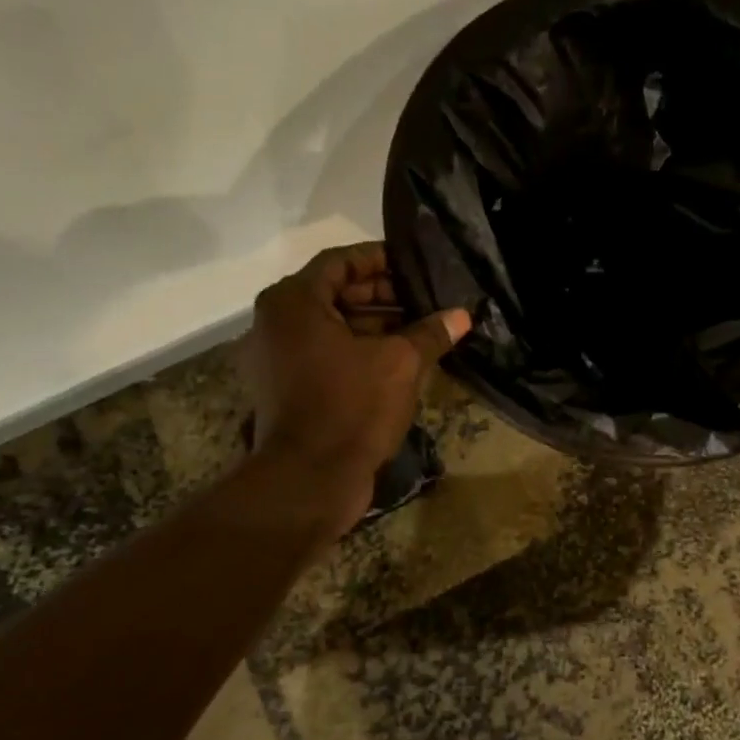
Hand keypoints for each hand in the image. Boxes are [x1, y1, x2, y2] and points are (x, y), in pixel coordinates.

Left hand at [247, 243, 469, 533]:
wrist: (310, 480)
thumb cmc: (351, 407)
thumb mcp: (400, 363)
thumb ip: (430, 332)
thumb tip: (462, 315)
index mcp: (293, 302)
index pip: (340, 261)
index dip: (381, 259)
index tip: (416, 265)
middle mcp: (277, 323)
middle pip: (335, 293)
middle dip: (383, 295)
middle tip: (426, 299)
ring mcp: (278, 358)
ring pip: (332, 327)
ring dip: (376, 325)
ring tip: (422, 329)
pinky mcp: (287, 388)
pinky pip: (326, 354)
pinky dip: (359, 351)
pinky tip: (401, 360)